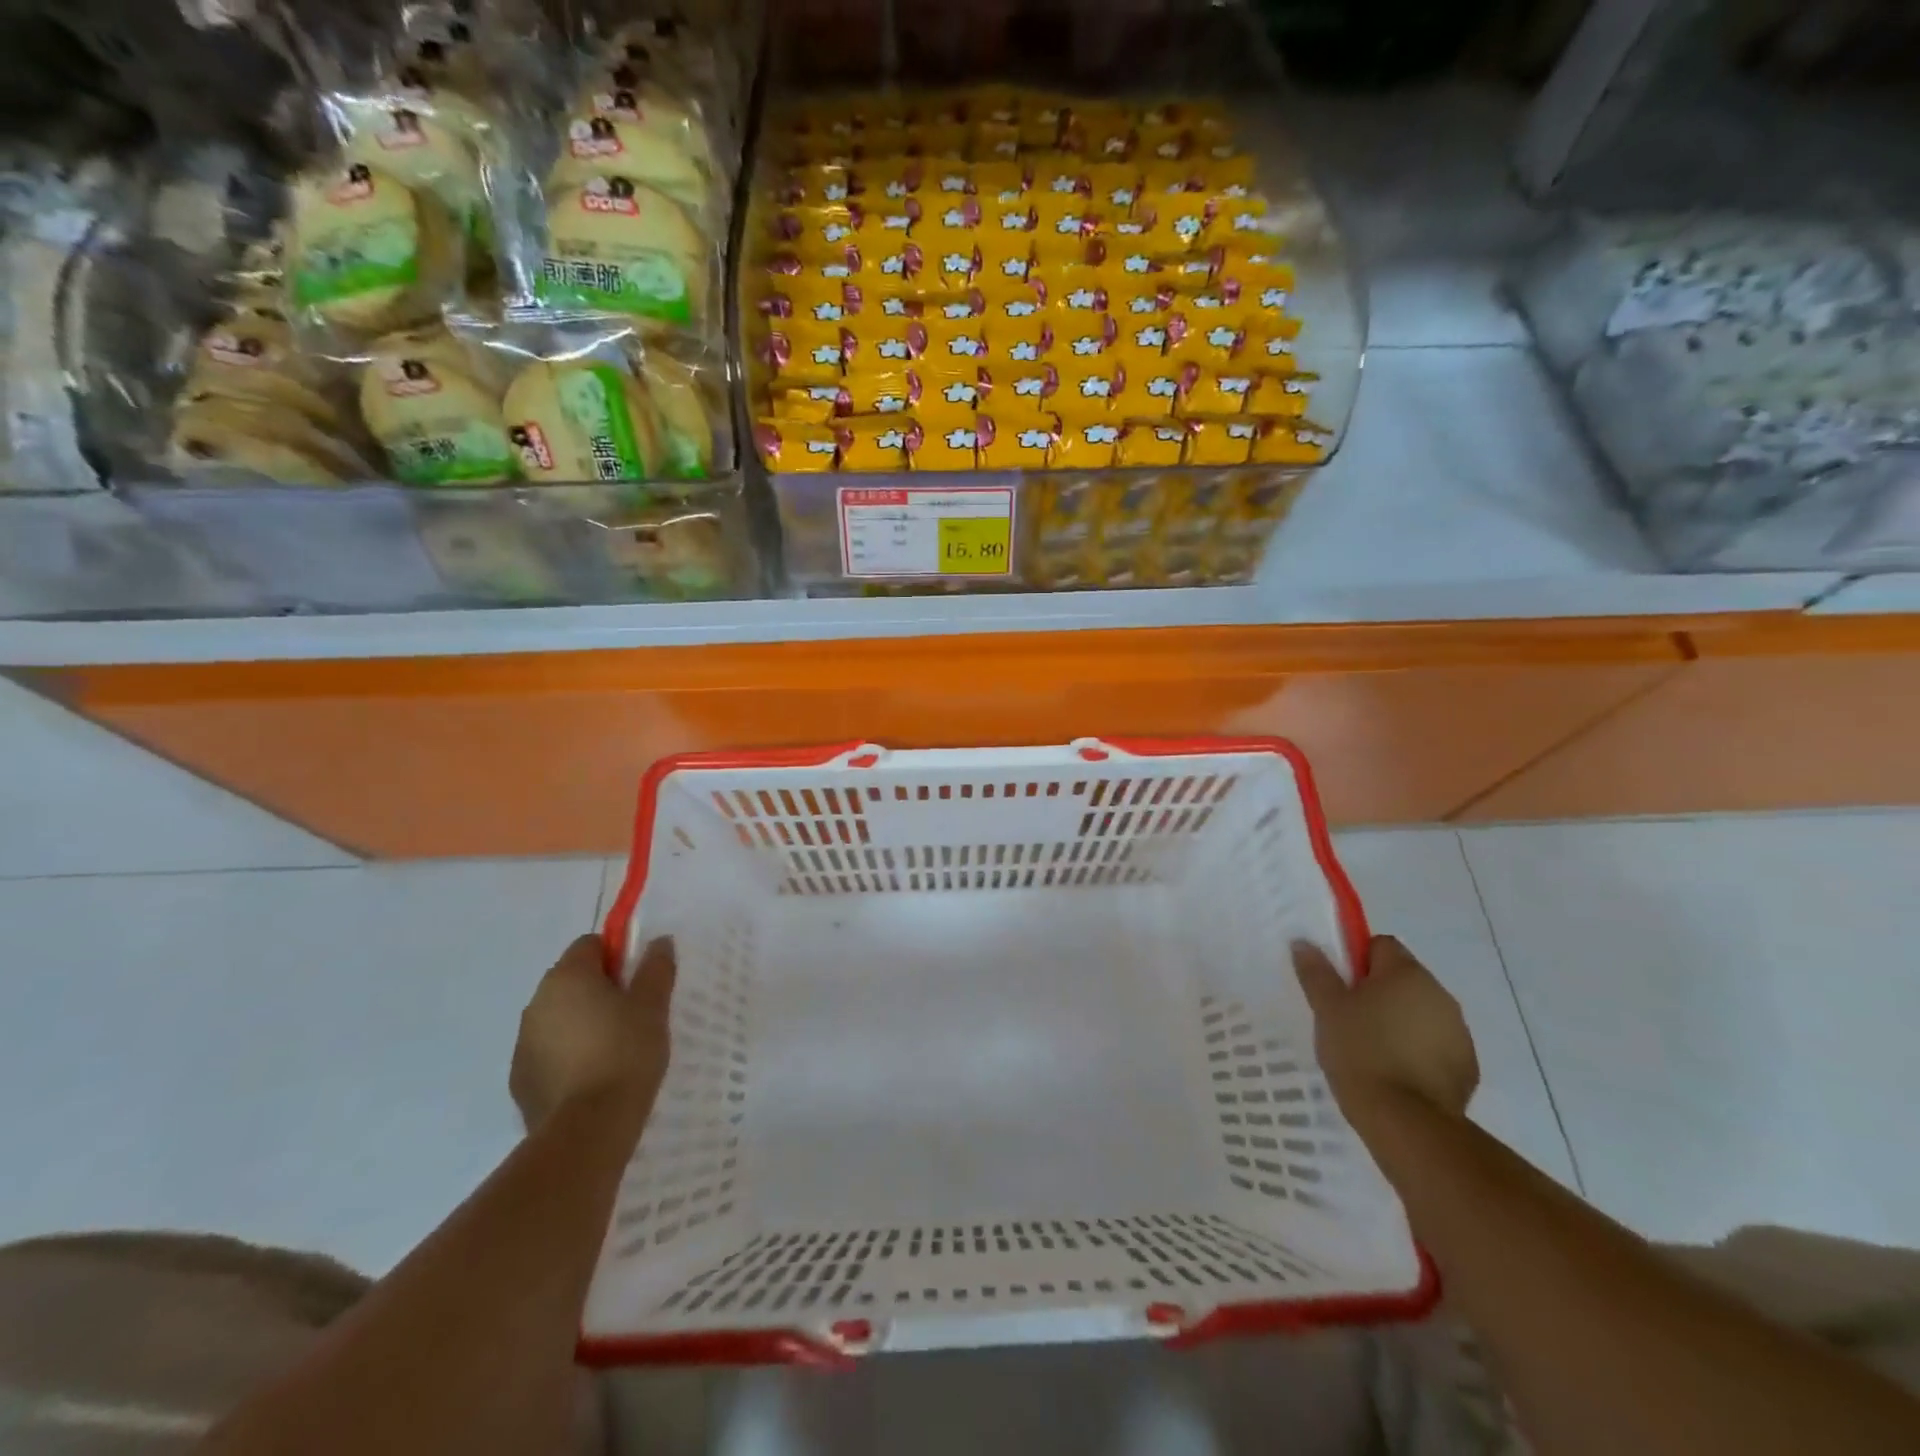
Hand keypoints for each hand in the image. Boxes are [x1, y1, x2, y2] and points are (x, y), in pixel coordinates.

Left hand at [510, 934, 674, 1131]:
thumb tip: (658, 942)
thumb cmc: (626, 1053)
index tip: (639, 982)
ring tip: (615, 1050)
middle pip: (572, 979)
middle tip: (634, 1015)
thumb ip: (656, 968)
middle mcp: (537, 1001)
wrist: (588, 1129)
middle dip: (600, 989)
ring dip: (582, 1022)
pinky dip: (568, 1055)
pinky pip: (549, 1051)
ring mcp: (523, 1042)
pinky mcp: (520, 1079)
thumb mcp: (653, 1005)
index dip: (618, 956)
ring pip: (559, 1016)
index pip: (590, 944)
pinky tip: (593, 1076)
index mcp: (567, 976)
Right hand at [1293, 935, 1478, 1124]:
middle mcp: (1440, 994)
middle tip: (1348, 1018)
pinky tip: (1395, 1073)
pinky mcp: (1467, 1067)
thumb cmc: (1361, 1052)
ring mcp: (1459, 1032)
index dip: (1357, 960)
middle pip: (1403, 978)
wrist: (1407, 1122)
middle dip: (1378, 991)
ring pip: (1420, 1012)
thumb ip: (1316, 972)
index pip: (1381, 945)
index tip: (1340, 986)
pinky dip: (1417, 1051)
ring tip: (1371, 1049)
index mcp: (1406, 973)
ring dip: (1399, 1021)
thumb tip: (1304, 942)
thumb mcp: (1327, 1009)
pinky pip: (1435, 1045)